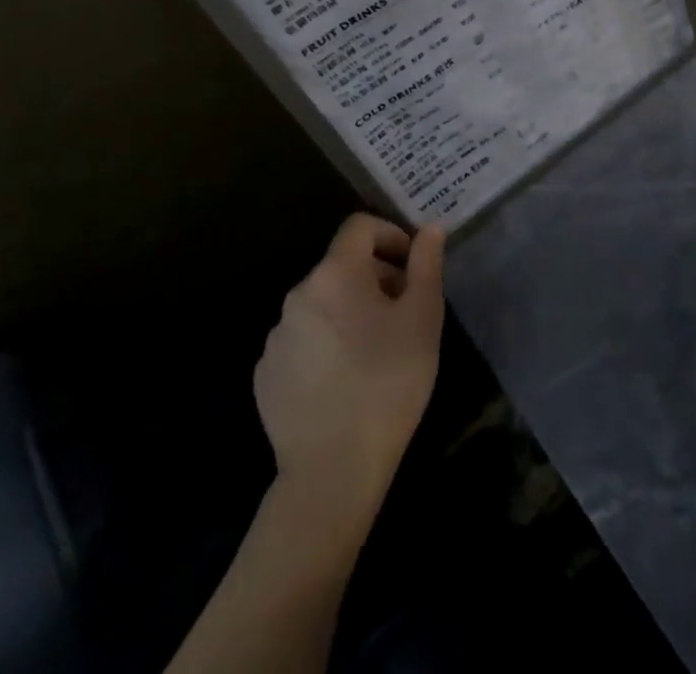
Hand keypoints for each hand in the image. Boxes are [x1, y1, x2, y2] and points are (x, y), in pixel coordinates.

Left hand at [253, 213, 445, 546]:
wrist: (333, 469)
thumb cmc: (389, 381)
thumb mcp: (423, 316)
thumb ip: (426, 264)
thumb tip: (429, 228)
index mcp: (335, 274)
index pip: (359, 227)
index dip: (390, 234)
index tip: (412, 265)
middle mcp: (298, 295)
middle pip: (341, 266)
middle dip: (375, 277)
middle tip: (404, 311)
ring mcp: (276, 338)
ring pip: (322, 304)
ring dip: (350, 310)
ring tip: (378, 350)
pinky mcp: (266, 375)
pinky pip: (303, 340)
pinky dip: (327, 343)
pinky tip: (347, 379)